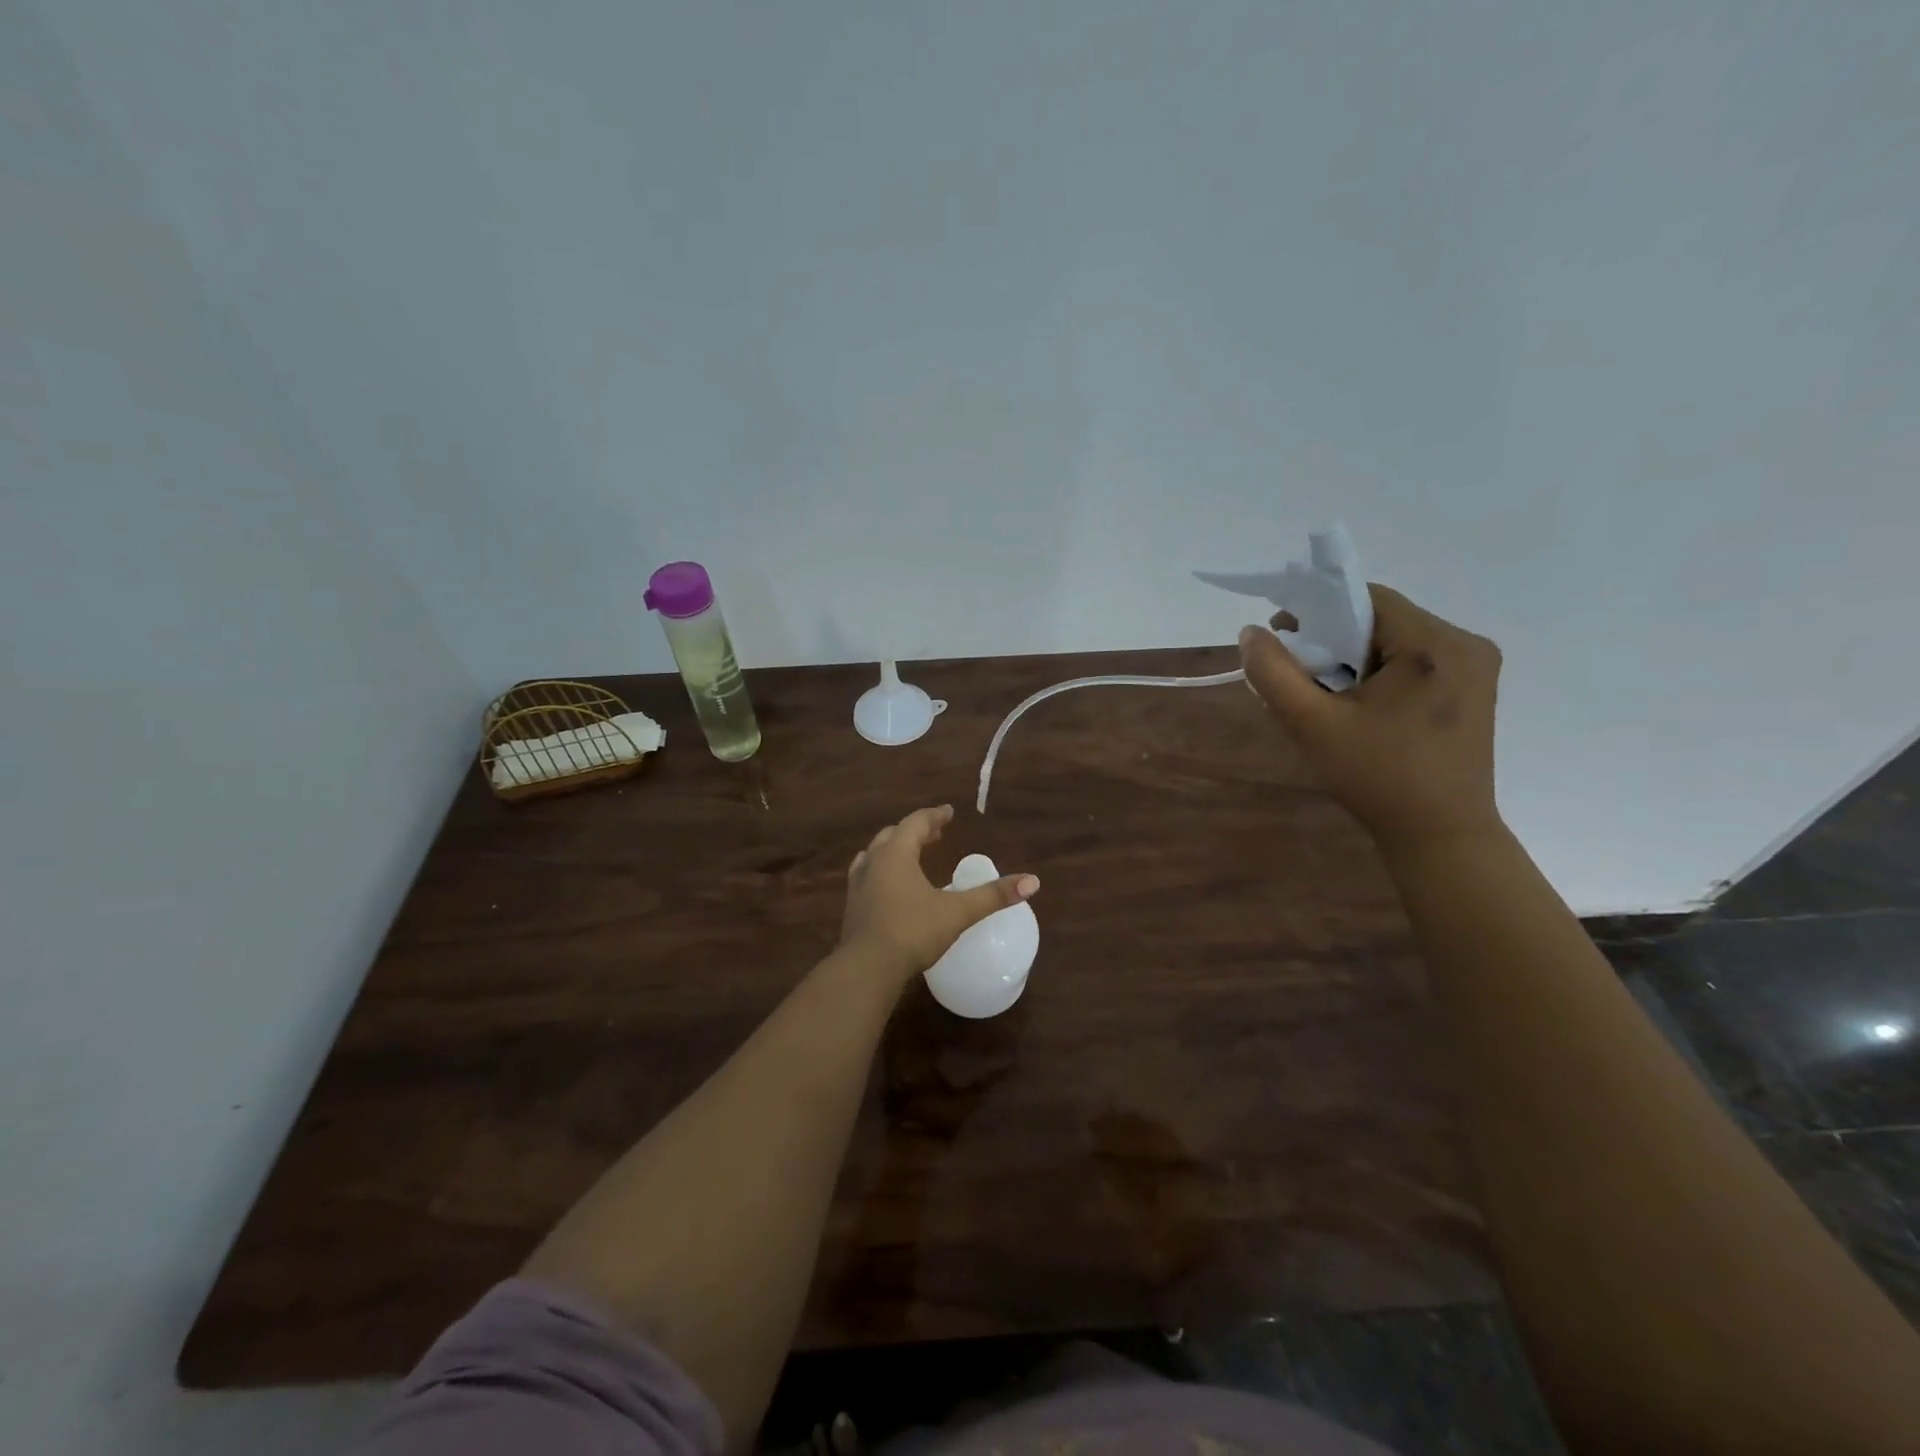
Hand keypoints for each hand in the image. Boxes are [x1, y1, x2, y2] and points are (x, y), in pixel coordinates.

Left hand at [838, 805, 1039, 977]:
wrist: (867, 969)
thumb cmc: (913, 932)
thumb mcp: (958, 913)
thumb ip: (993, 896)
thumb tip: (1033, 881)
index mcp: (896, 854)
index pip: (916, 823)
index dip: (934, 816)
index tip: (949, 812)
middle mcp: (873, 862)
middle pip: (893, 835)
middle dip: (915, 831)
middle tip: (935, 833)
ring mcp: (858, 884)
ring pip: (875, 854)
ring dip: (895, 849)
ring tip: (911, 854)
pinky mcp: (852, 907)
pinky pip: (867, 875)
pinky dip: (882, 870)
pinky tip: (891, 887)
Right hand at [1239, 584, 1503, 855]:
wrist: (1440, 835)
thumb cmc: (1376, 778)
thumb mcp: (1311, 724)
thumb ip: (1274, 673)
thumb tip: (1252, 633)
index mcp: (1433, 645)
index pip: (1367, 599)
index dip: (1318, 610)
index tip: (1285, 640)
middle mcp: (1466, 644)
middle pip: (1384, 618)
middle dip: (1336, 639)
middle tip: (1302, 675)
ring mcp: (1477, 667)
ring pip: (1398, 639)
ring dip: (1357, 656)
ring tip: (1329, 694)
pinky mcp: (1476, 688)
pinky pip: (1417, 660)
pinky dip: (1382, 671)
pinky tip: (1363, 705)